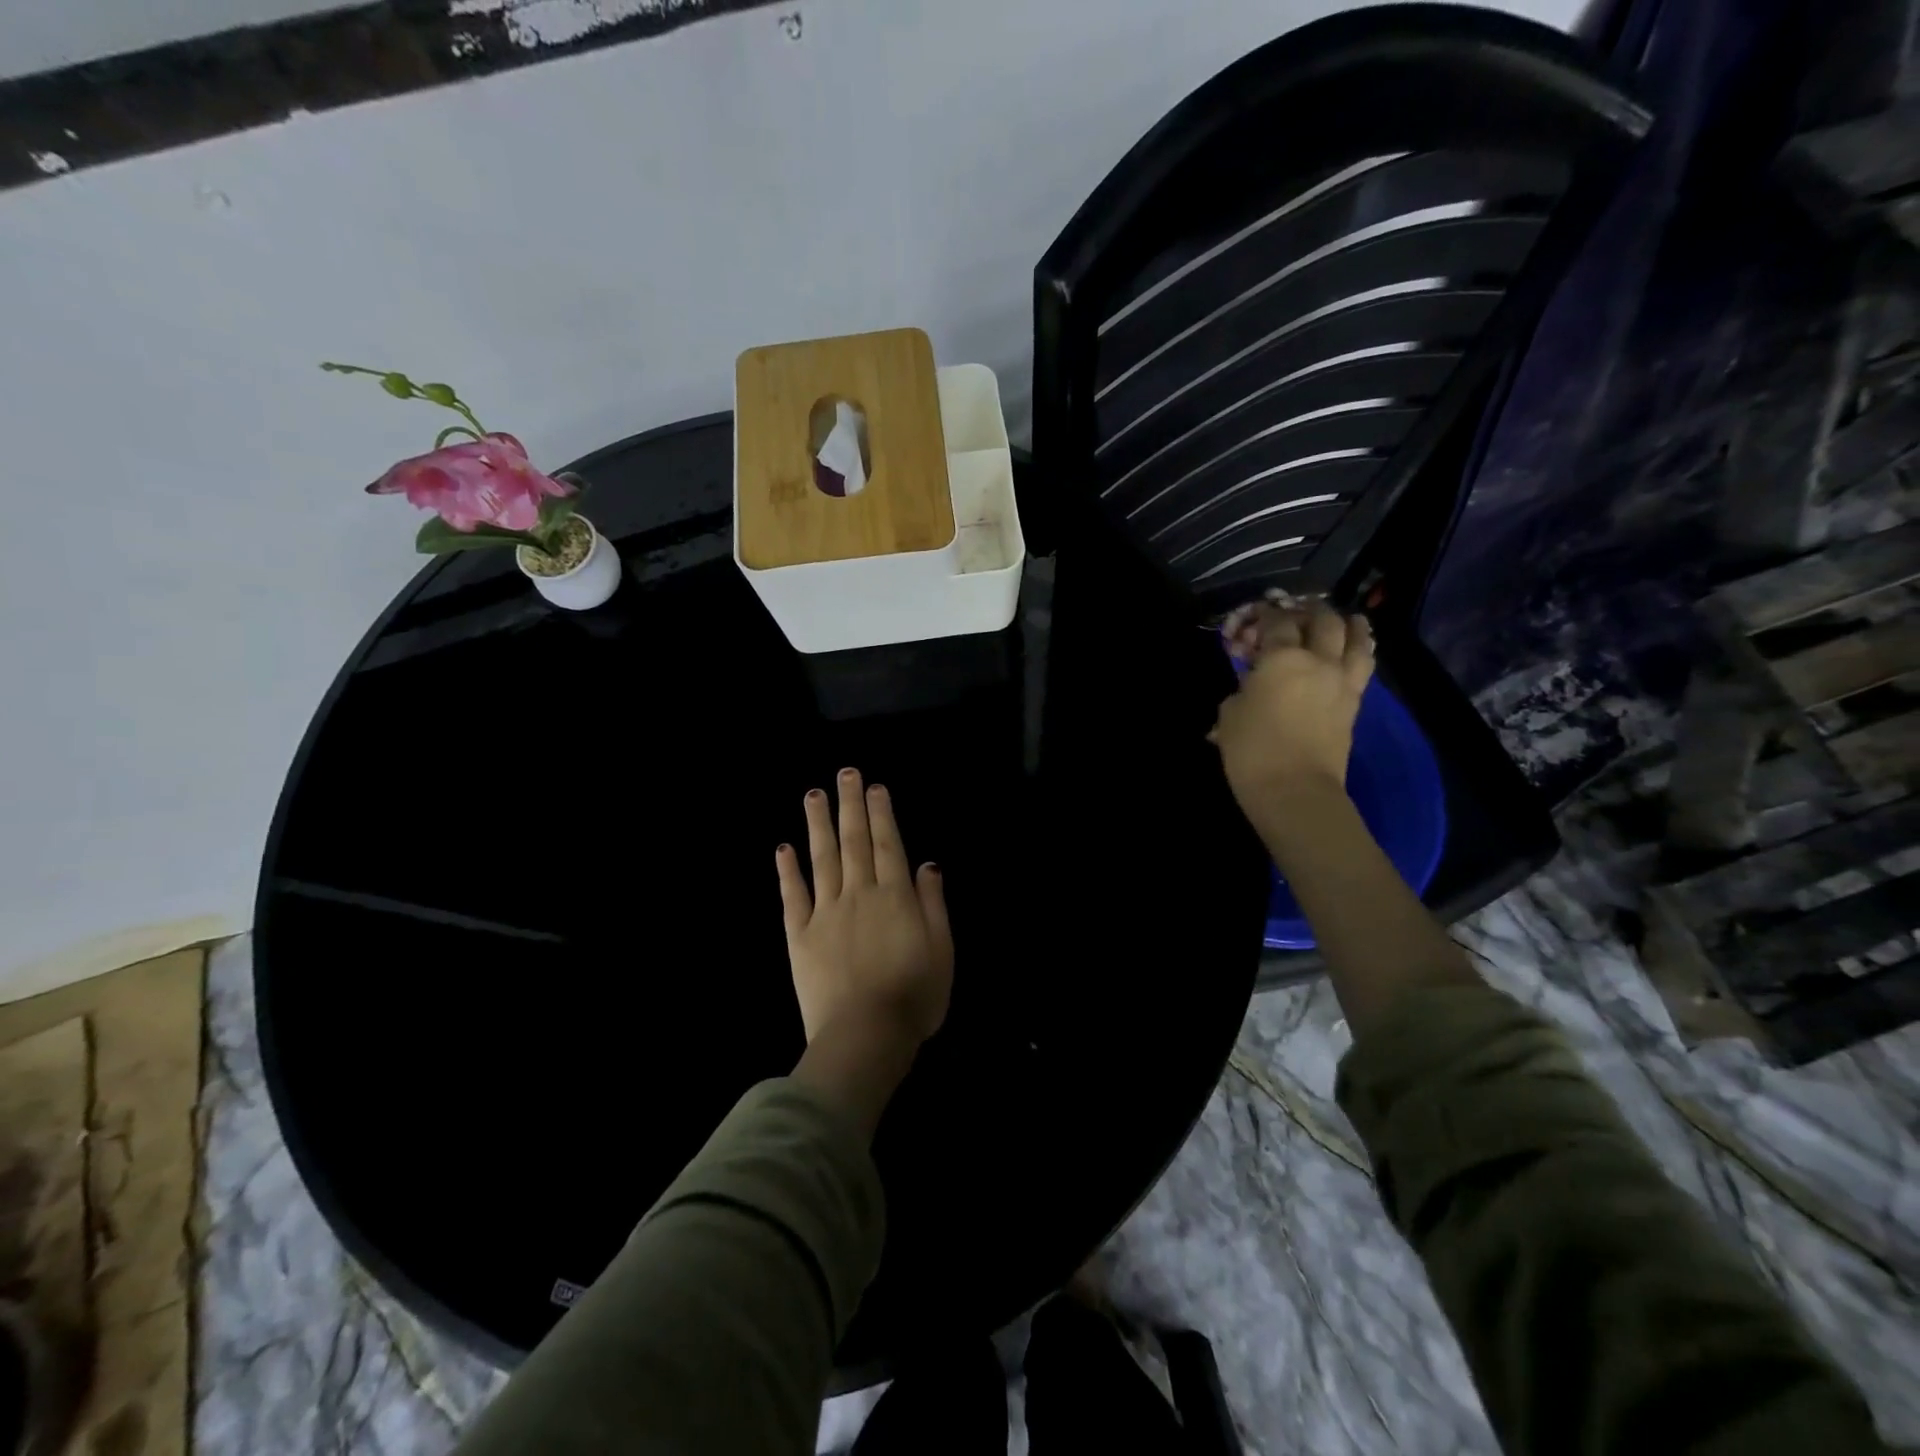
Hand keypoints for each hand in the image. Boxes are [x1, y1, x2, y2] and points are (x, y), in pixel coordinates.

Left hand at [775, 768, 953, 1048]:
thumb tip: (927, 864)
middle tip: (846, 773)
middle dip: (851, 805)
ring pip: (822, 859)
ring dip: (818, 824)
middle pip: (854, 841)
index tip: (875, 787)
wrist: (865, 1035)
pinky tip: (783, 848)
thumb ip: (933, 903)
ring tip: (813, 795)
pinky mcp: (799, 935)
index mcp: (895, 897)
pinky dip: (787, 871)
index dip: (882, 814)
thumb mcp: (942, 950)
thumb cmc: (914, 996)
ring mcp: (826, 912)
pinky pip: (792, 896)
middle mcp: (859, 894)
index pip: (888, 845)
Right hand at [1210, 599, 1373, 819]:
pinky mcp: (1354, 704)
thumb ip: (1241, 689)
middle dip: (1309, 610)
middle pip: (1322, 621)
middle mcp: (1318, 661)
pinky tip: (1355, 649)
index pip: (1276, 622)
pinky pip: (1363, 666)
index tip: (1259, 612)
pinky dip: (1361, 650)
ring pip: (1356, 639)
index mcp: (1281, 658)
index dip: (1266, 613)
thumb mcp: (1229, 714)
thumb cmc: (1252, 751)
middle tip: (1299, 610)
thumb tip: (1251, 685)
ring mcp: (1341, 682)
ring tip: (1346, 619)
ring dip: (1349, 624)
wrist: (1294, 790)